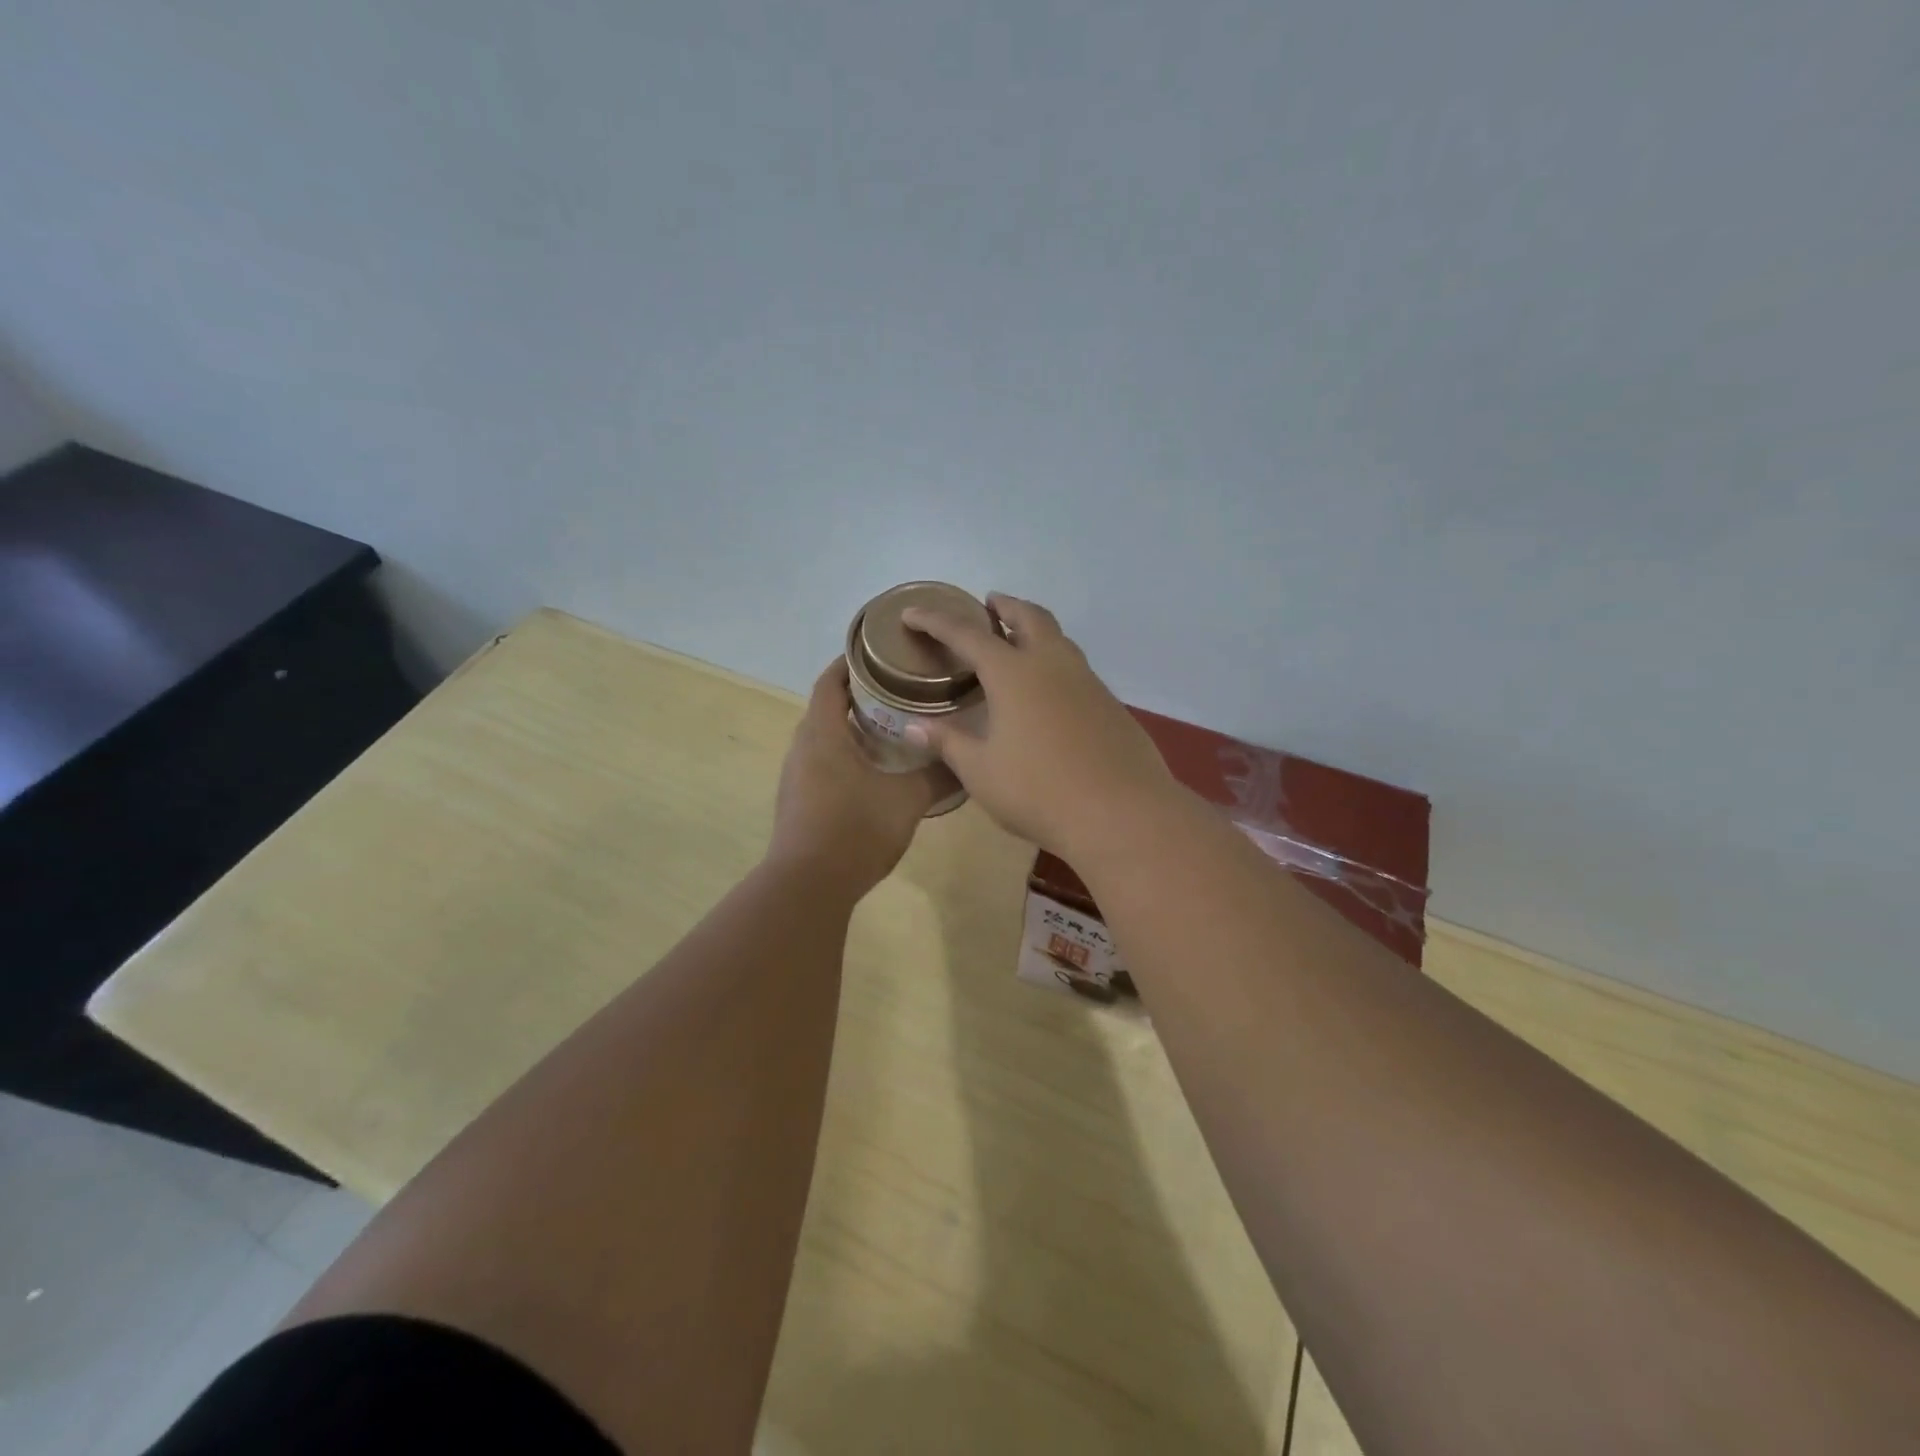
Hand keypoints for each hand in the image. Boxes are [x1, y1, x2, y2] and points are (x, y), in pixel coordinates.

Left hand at [767, 660, 955, 895]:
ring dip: (850, 732)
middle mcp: (802, 750)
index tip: (876, 654)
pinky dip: (843, 759)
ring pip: (822, 741)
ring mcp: (795, 779)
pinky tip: (872, 775)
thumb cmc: (856, 830)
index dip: (848, 664)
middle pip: (825, 710)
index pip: (829, 683)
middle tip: (896, 694)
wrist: (808, 886)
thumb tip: (966, 763)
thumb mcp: (907, 801)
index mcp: (823, 735)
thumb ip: (938, 777)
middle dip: (856, 698)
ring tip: (889, 731)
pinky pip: (820, 766)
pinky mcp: (797, 804)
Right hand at [900, 594, 1177, 855]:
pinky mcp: (1110, 704)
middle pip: (1028, 616)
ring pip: (1059, 638)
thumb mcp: (981, 771)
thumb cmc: (1038, 791)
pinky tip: (1049, 692)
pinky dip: (1055, 662)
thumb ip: (948, 742)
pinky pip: (1076, 668)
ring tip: (1018, 641)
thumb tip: (913, 727)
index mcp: (1013, 673)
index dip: (935, 621)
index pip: (966, 634)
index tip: (912, 613)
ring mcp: (1087, 681)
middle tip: (988, 605)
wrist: (1121, 813)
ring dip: (1035, 629)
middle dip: (1005, 606)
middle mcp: (1052, 665)